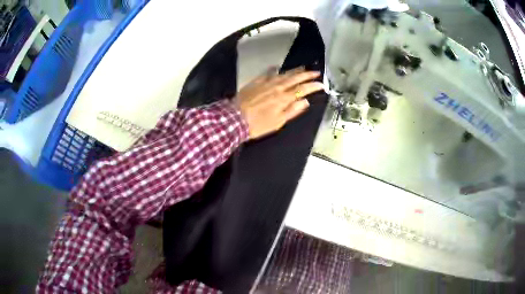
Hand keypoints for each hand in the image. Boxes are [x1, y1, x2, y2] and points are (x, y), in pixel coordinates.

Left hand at [235, 67, 323, 139]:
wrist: (234, 118)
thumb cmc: (258, 124)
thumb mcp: (278, 122)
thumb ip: (292, 111)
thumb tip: (305, 101)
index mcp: (284, 98)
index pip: (302, 89)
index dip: (313, 86)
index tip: (321, 84)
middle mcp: (277, 87)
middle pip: (295, 78)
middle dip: (307, 74)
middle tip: (316, 72)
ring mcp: (266, 83)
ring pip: (283, 74)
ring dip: (294, 70)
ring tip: (302, 67)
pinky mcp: (256, 82)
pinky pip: (267, 73)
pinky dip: (274, 70)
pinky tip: (277, 67)